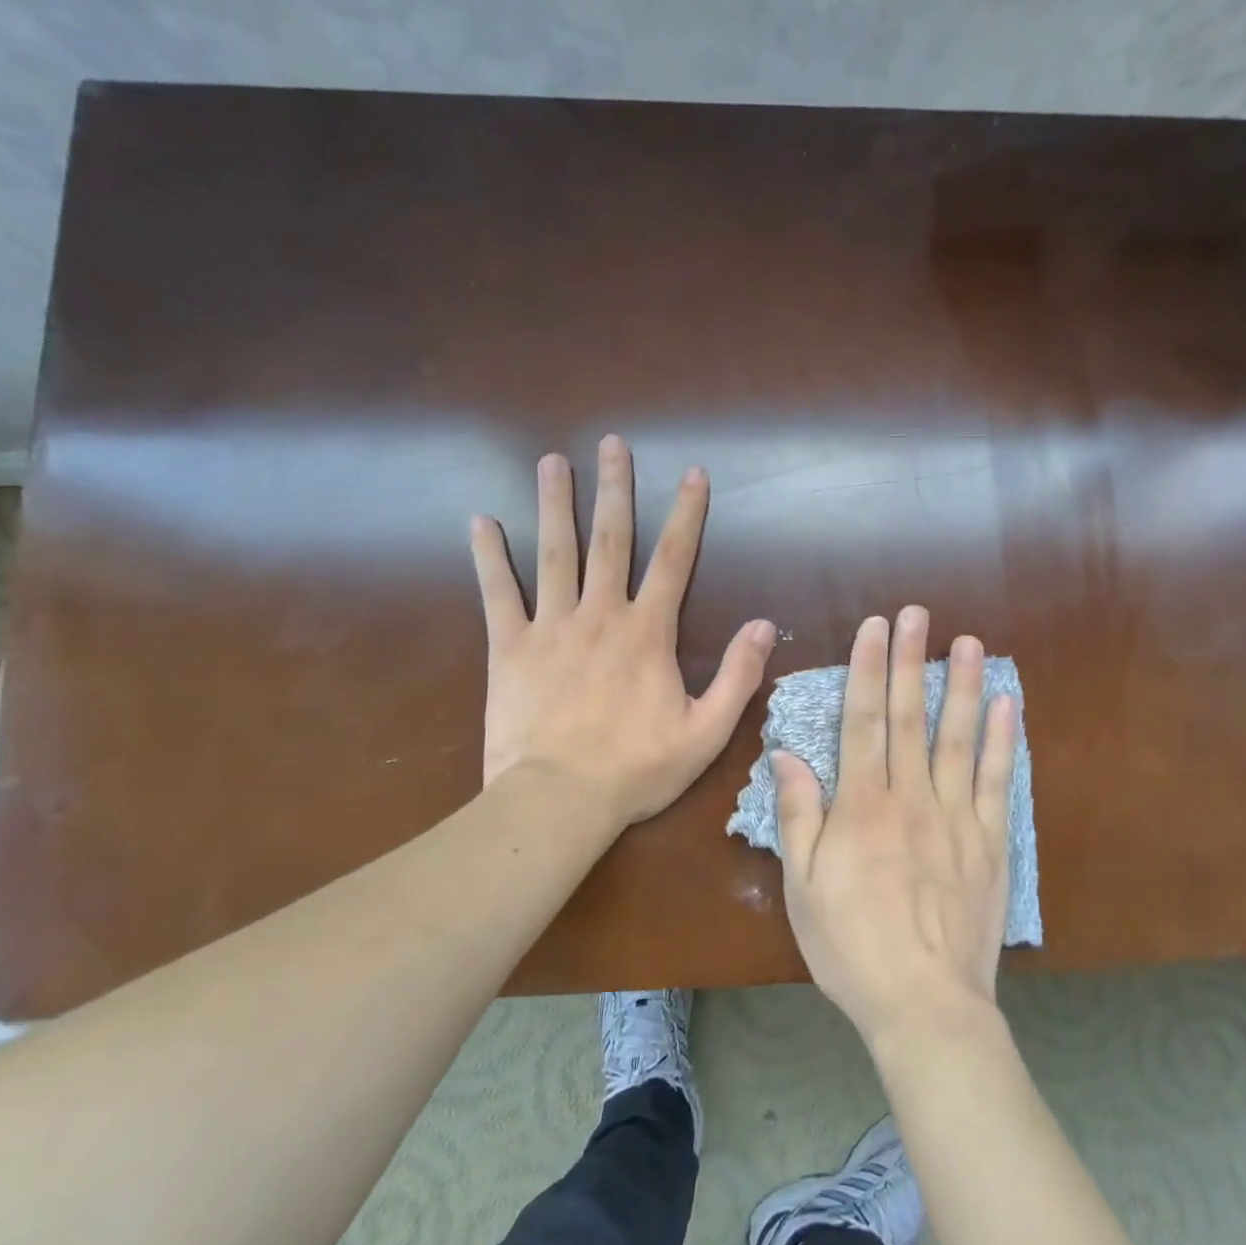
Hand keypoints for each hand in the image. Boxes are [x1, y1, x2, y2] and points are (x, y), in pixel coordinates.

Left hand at [473, 434, 776, 828]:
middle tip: (612, 443)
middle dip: (614, 488)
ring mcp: (551, 626)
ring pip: (554, 553)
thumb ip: (739, 676)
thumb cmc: (636, 769)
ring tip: (552, 461)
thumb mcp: (707, 732)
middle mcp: (601, 614)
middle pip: (610, 539)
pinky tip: (480, 521)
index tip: (693, 473)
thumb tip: (765, 625)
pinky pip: (497, 593)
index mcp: (648, 632)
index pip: (674, 558)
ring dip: (555, 504)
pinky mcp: (509, 648)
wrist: (557, 801)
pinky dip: (488, 556)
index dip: (687, 513)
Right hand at [774, 606, 1017, 1046]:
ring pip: (958, 738)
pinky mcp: (990, 842)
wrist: (924, 1005)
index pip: (864, 721)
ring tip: (968, 641)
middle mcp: (910, 797)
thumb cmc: (851, 945)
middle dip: (910, 659)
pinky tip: (1007, 705)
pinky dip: (1002, 741)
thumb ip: (798, 814)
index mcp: (862, 806)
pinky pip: (997, 782)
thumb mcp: (802, 885)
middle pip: (910, 716)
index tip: (873, 627)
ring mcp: (956, 817)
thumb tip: (786, 754)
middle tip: (916, 613)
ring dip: (962, 686)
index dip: (868, 669)